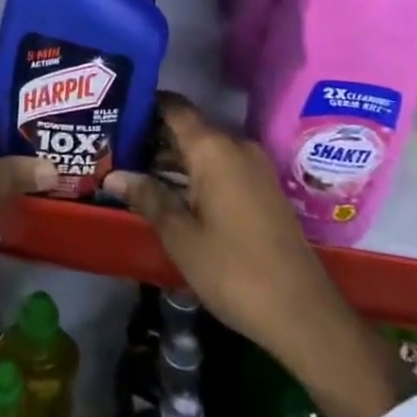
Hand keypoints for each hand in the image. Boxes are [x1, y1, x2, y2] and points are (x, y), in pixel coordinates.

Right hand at [106, 95, 404, 416]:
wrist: (303, 312)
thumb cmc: (234, 270)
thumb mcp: (181, 235)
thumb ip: (148, 197)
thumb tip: (113, 175)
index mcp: (213, 147)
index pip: (174, 107)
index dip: (144, 104)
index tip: (114, 109)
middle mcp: (235, 145)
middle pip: (188, 127)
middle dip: (152, 135)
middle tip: (114, 146)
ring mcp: (253, 166)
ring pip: (204, 148)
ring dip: (173, 156)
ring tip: (133, 168)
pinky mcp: (262, 187)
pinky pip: (221, 165)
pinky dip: (195, 171)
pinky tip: (170, 190)